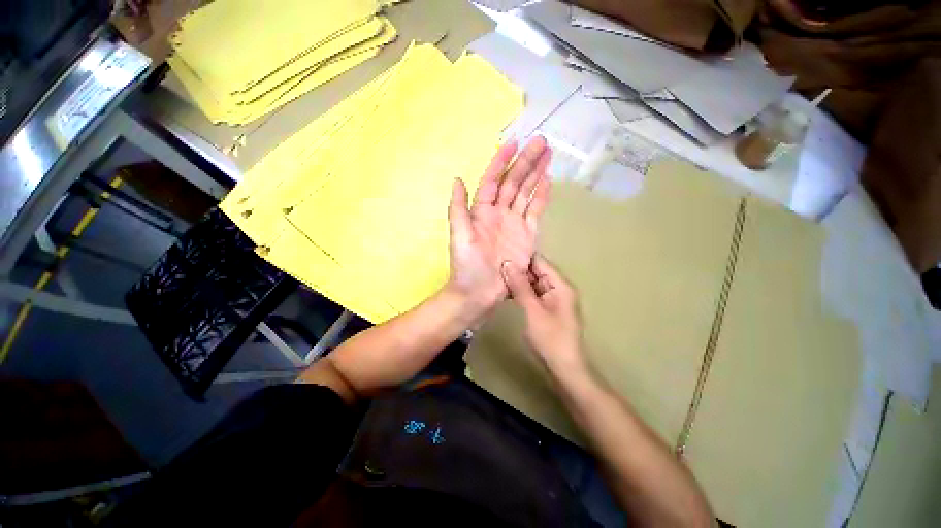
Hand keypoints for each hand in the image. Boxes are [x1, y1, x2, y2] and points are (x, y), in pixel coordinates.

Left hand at [446, 137, 551, 318]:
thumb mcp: (458, 235)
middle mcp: (499, 212)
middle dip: (526, 161)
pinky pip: (535, 211)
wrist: (480, 291)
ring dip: (536, 173)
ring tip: (547, 154)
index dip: (502, 161)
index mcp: (482, 210)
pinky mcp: (527, 235)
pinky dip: (541, 196)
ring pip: (526, 192)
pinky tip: (547, 180)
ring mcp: (515, 223)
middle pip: (514, 182)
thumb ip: (458, 207)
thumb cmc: (467, 265)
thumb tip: (457, 179)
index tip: (513, 142)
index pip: (493, 180)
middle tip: (541, 141)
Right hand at [502, 255, 585, 373]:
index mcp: (560, 285)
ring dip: (517, 280)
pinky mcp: (546, 308)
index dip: (522, 256)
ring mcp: (552, 299)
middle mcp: (558, 288)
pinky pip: (532, 294)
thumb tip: (507, 263)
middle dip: (517, 268)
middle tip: (494, 263)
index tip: (501, 251)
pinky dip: (520, 292)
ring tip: (496, 274)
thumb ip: (520, 286)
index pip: (540, 262)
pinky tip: (506, 291)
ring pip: (533, 283)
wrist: (564, 368)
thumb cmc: (550, 339)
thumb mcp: (533, 311)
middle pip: (536, 271)